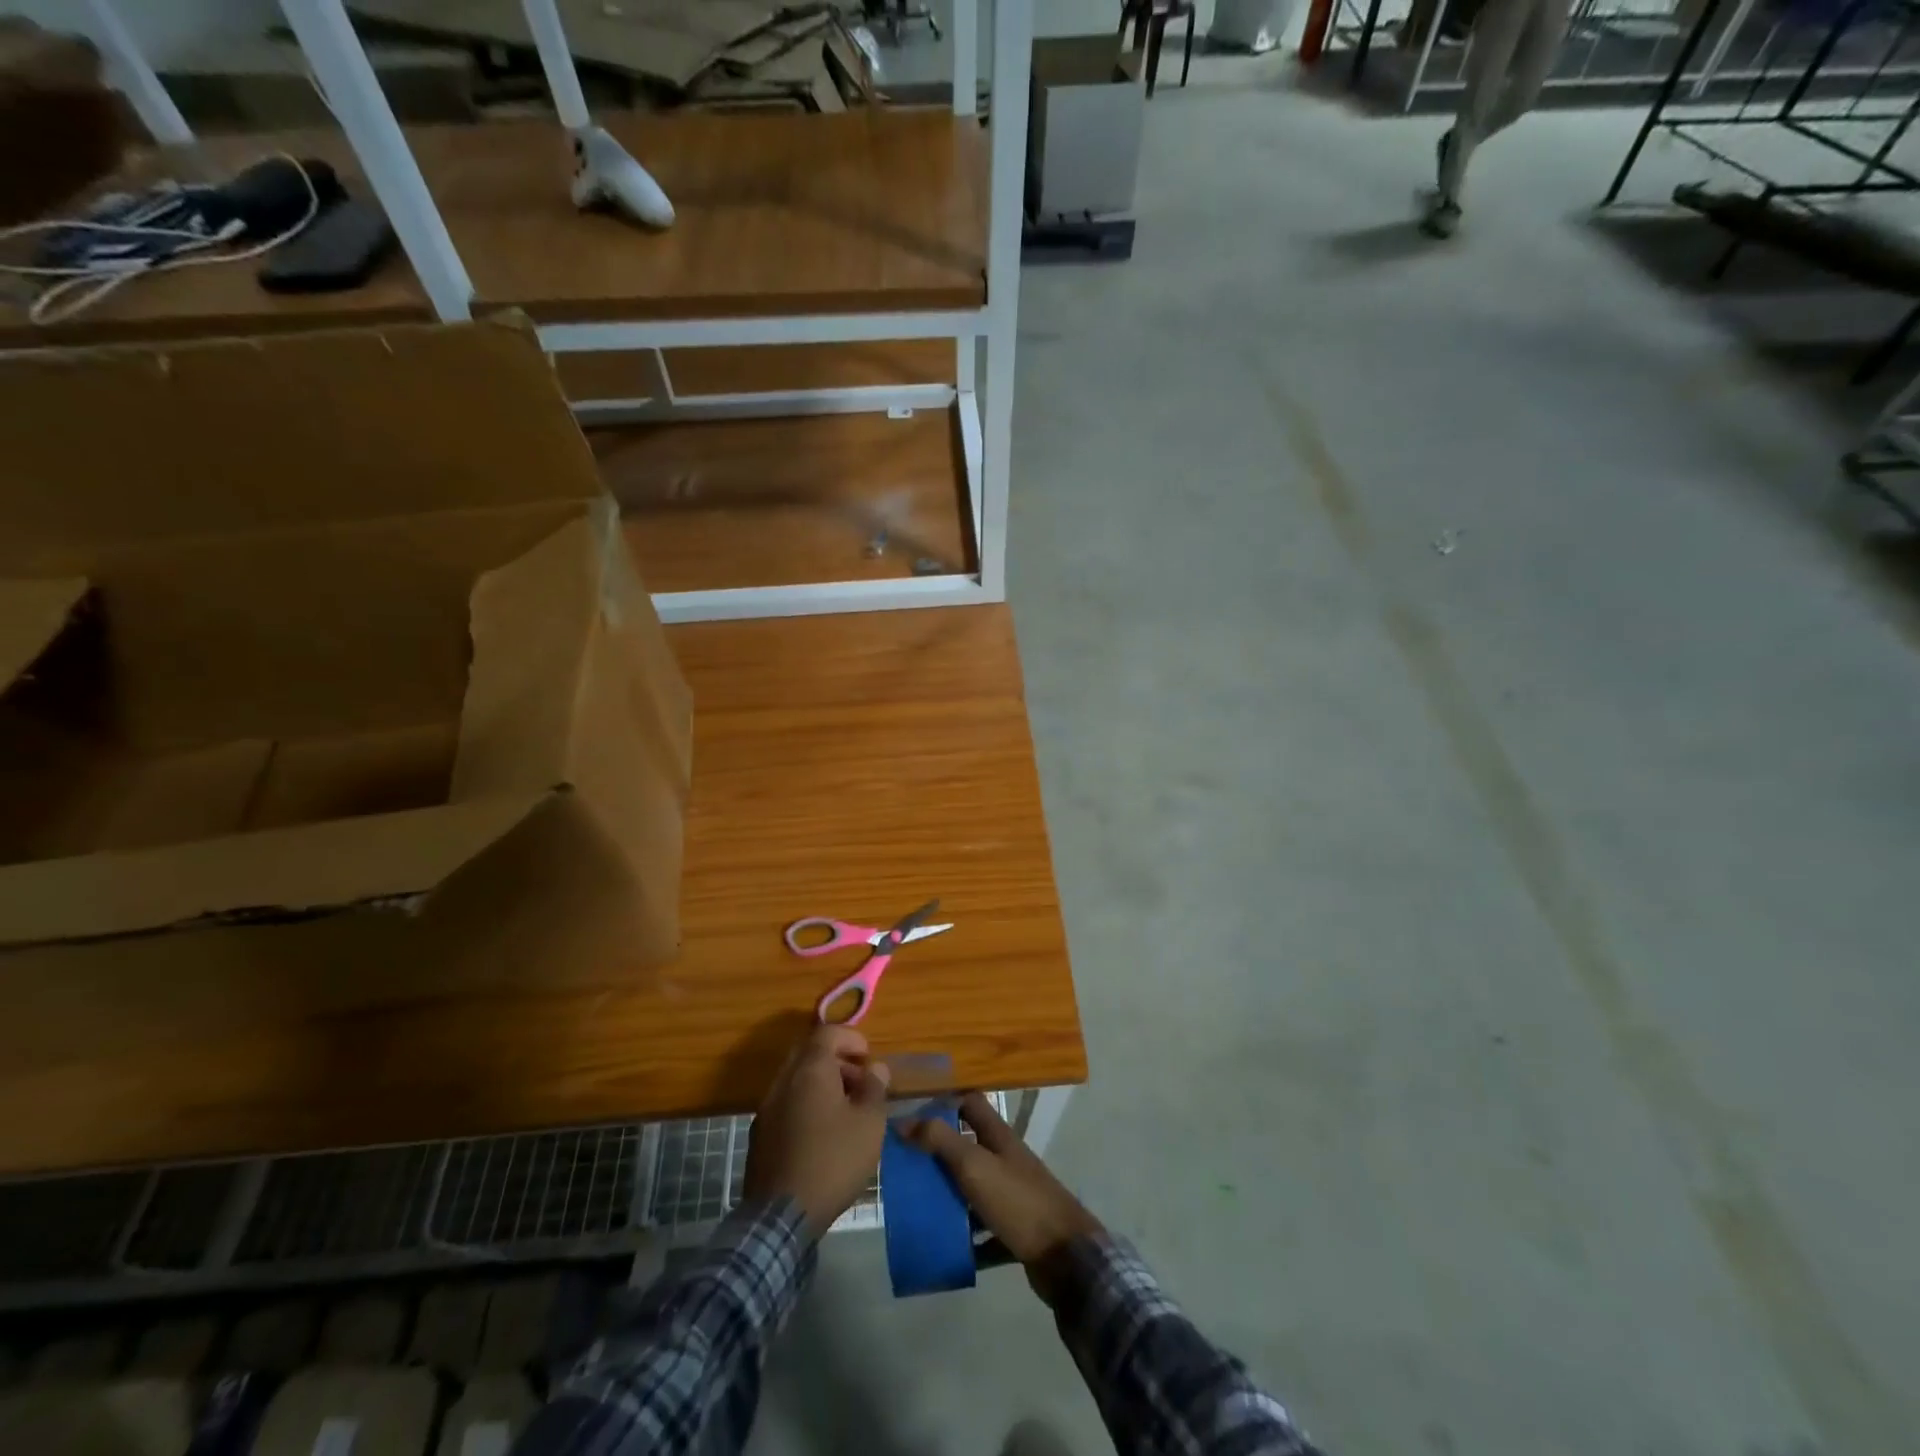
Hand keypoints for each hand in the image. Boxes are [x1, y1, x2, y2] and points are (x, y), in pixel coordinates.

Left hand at [744, 1024, 890, 1237]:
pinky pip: (786, 1103)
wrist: (781, 1216)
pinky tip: (822, 1133)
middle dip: (836, 1059)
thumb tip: (877, 1068)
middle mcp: (783, 1081)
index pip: (827, 1032)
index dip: (851, 1037)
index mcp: (810, 1070)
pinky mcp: (759, 1135)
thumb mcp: (869, 1124)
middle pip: (808, 1053)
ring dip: (820, 1083)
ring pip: (795, 1079)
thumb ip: (875, 1089)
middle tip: (859, 1080)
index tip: (868, 1057)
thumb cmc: (833, 1161)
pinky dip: (805, 1104)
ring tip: (845, 1109)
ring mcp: (767, 1108)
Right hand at [903, 1092, 1101, 1297]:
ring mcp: (1011, 1196)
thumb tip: (903, 1121)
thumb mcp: (975, 1166)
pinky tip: (942, 1247)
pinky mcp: (1014, 1230)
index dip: (943, 1101)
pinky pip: (982, 1230)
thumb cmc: (1018, 1201)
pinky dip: (964, 1237)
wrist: (1067, 1257)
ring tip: (914, 1206)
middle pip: (966, 1147)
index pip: (969, 1103)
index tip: (912, 1112)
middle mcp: (1005, 1160)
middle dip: (937, 1154)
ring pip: (972, 1189)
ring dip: (947, 1197)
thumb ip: (940, 1141)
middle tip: (904, 1165)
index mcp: (998, 1136)